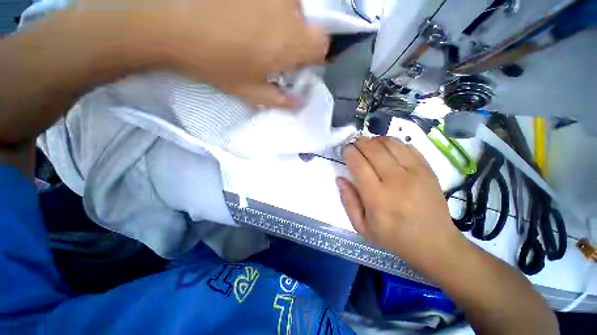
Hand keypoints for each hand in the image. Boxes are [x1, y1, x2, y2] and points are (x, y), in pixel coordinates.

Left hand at [91, 0, 329, 107]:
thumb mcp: (249, 90)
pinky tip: (245, 12)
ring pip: (291, 5)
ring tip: (253, 27)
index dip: (315, 55)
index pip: (323, 46)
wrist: (169, 20)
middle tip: (273, 47)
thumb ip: (279, 99)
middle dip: (297, 38)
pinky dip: (268, 6)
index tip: (300, 62)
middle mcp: (289, 9)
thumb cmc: (214, 61)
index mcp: (290, 43)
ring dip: (281, 18)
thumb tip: (300, 104)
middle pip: (308, 24)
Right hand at [337, 137, 467, 269]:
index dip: (349, 152)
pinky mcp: (428, 170)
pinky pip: (408, 147)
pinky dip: (394, 143)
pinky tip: (388, 149)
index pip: (359, 164)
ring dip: (376, 140)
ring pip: (391, 144)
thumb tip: (340, 179)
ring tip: (369, 144)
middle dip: (360, 142)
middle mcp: (396, 181)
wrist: (435, 244)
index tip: (345, 150)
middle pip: (374, 149)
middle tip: (354, 144)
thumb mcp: (362, 227)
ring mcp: (415, 173)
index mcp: (377, 197)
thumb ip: (348, 201)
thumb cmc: (394, 237)